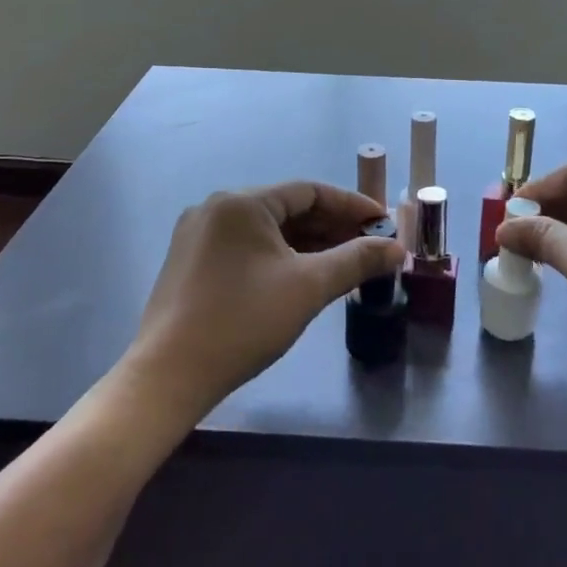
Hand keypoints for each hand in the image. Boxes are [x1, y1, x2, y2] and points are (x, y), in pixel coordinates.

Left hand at [126, 182, 403, 415]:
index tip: (383, 224)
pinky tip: (305, 277)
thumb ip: (356, 260)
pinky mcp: (192, 262)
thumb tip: (397, 248)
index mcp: (242, 202)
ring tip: (345, 264)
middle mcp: (217, 208)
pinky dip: (281, 257)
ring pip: (268, 231)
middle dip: (333, 227)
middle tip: (370, 247)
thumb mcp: (308, 287)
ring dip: (309, 244)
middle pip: (288, 208)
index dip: (352, 205)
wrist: (169, 376)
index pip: (310, 191)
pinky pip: (248, 248)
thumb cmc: (243, 322)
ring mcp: (199, 235)